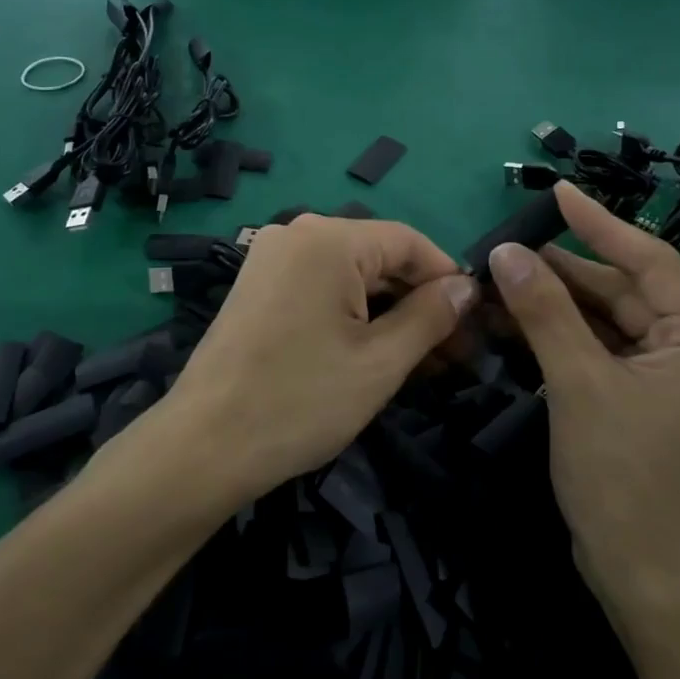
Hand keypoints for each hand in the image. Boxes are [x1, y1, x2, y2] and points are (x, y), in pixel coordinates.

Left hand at [160, 216, 477, 506]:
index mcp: (328, 238)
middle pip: (378, 256)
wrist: (204, 445)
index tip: (475, 326)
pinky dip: (350, 314)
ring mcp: (270, 258)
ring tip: (420, 362)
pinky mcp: (256, 285)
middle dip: (419, 301)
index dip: (448, 280)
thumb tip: (466, 288)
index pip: (409, 242)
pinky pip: (318, 286)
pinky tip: (372, 352)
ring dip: (387, 312)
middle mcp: (295, 233)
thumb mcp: (380, 362)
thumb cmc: (300, 401)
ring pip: (349, 275)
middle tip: (453, 355)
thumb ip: (431, 316)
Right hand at [489, 183, 679, 628]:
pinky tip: (521, 319)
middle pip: (627, 289)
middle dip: (565, 270)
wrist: (648, 579)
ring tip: (504, 279)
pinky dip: (567, 334)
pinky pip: (608, 348)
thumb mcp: (578, 383)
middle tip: (508, 247)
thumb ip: (544, 310)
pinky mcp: (654, 398)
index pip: (649, 259)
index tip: (557, 190)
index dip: (598, 223)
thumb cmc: (625, 478)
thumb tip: (507, 250)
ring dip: (559, 302)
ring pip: (612, 319)